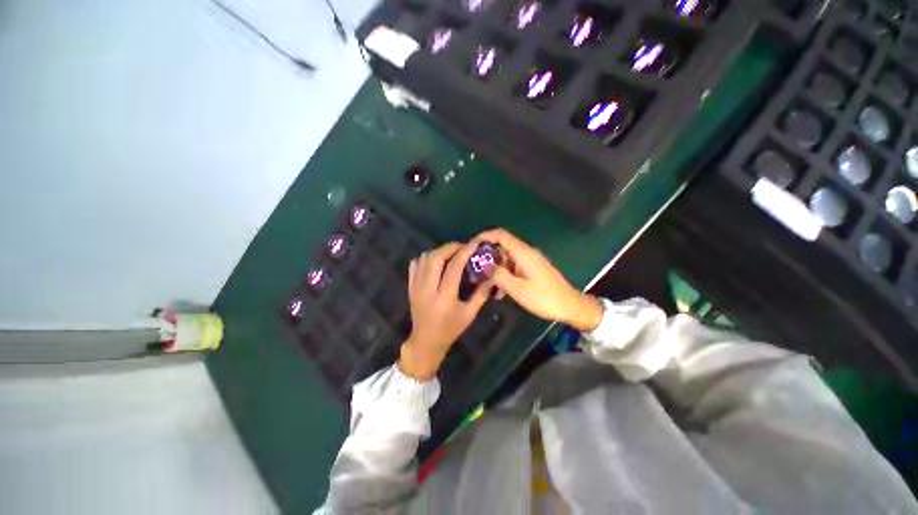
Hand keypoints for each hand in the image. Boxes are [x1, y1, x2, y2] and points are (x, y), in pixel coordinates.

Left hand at [398, 242, 492, 380]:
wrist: (426, 341)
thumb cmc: (450, 329)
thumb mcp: (470, 314)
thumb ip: (481, 294)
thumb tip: (491, 276)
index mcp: (445, 298)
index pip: (454, 267)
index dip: (465, 252)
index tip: (474, 244)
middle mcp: (428, 289)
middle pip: (436, 258)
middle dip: (450, 247)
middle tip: (462, 246)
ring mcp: (416, 287)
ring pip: (425, 259)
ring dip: (439, 251)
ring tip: (451, 252)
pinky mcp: (410, 286)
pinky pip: (415, 264)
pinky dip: (425, 257)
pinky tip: (435, 260)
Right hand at [474, 228, 602, 331]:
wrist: (570, 306)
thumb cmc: (544, 298)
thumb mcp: (518, 289)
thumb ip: (499, 275)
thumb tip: (484, 265)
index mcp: (523, 253)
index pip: (501, 235)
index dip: (485, 236)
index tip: (471, 246)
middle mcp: (526, 252)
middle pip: (502, 246)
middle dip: (487, 256)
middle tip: (475, 270)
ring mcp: (530, 261)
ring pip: (506, 258)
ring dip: (495, 269)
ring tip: (485, 284)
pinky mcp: (532, 269)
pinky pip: (513, 267)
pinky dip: (504, 275)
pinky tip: (499, 291)